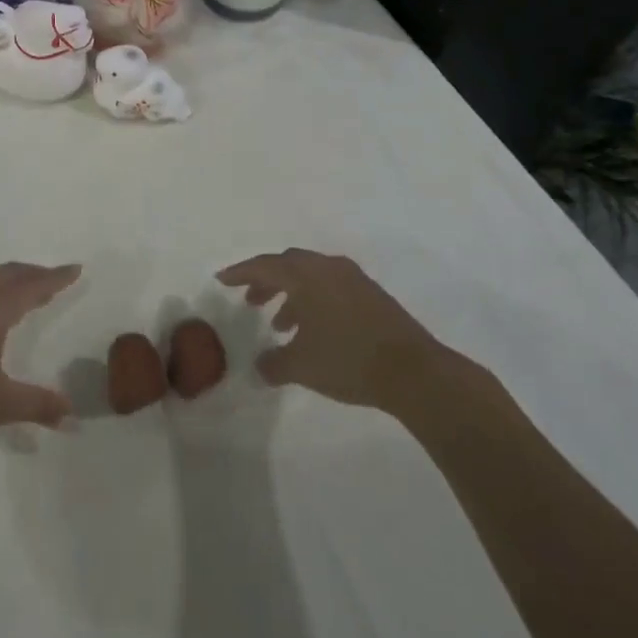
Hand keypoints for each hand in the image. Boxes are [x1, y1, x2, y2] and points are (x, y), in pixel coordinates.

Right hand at [217, 249, 450, 414]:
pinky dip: (314, 302)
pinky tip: (314, 331)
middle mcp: (328, 268)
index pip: (264, 266)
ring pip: (312, 277)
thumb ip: (274, 364)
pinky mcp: (373, 296)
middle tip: (251, 301)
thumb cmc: (348, 360)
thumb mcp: (302, 366)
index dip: (241, 273)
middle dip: (266, 281)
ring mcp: (354, 280)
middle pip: (288, 265)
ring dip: (292, 295)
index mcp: (306, 276)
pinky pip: (331, 288)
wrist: (415, 372)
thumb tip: (259, 366)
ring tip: (281, 325)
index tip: (222, 279)